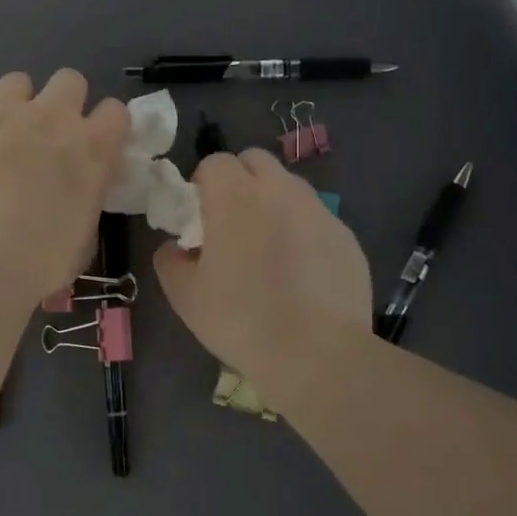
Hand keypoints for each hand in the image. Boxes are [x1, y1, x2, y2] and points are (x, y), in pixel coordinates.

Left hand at [0, 70, 130, 306]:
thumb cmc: (43, 260)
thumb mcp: (86, 231)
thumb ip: (88, 194)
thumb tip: (81, 186)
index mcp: (91, 147)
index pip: (116, 110)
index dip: (108, 126)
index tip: (99, 146)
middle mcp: (51, 120)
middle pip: (69, 79)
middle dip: (66, 101)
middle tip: (54, 136)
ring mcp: (3, 119)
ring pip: (18, 82)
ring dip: (21, 104)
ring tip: (12, 136)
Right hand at [154, 148, 372, 401]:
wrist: (317, 354)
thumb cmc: (241, 320)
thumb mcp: (185, 296)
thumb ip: (170, 260)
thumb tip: (176, 247)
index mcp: (235, 196)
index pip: (214, 162)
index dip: (203, 186)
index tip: (201, 220)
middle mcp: (280, 190)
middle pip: (255, 161)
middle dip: (240, 182)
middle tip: (233, 225)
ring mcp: (319, 210)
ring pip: (289, 187)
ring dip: (273, 203)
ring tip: (270, 249)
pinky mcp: (346, 235)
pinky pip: (316, 218)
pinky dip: (303, 231)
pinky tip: (302, 273)